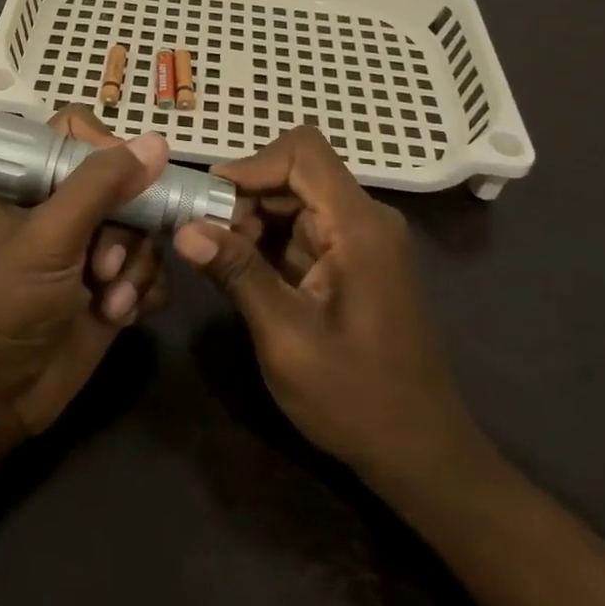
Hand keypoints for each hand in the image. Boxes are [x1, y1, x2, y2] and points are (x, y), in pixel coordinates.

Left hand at [0, 108, 171, 437]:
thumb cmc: (8, 302)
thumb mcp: (50, 236)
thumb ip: (101, 186)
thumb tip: (157, 142)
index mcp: (37, 182)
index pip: (81, 134)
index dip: (107, 149)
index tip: (121, 180)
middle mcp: (68, 209)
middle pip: (127, 185)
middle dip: (126, 230)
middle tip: (103, 267)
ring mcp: (94, 250)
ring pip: (146, 231)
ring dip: (136, 269)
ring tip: (109, 302)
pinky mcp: (114, 289)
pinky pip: (154, 270)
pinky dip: (146, 292)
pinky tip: (123, 315)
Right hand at [172, 126, 485, 484]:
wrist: (420, 454)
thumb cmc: (355, 398)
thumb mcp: (285, 336)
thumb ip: (237, 273)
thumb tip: (184, 228)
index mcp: (359, 226)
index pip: (302, 152)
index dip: (251, 164)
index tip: (209, 201)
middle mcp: (365, 219)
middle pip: (295, 172)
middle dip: (244, 197)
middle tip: (205, 238)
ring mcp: (362, 239)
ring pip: (294, 199)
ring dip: (252, 220)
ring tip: (220, 261)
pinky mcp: (353, 260)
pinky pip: (303, 228)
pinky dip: (268, 241)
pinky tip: (245, 275)